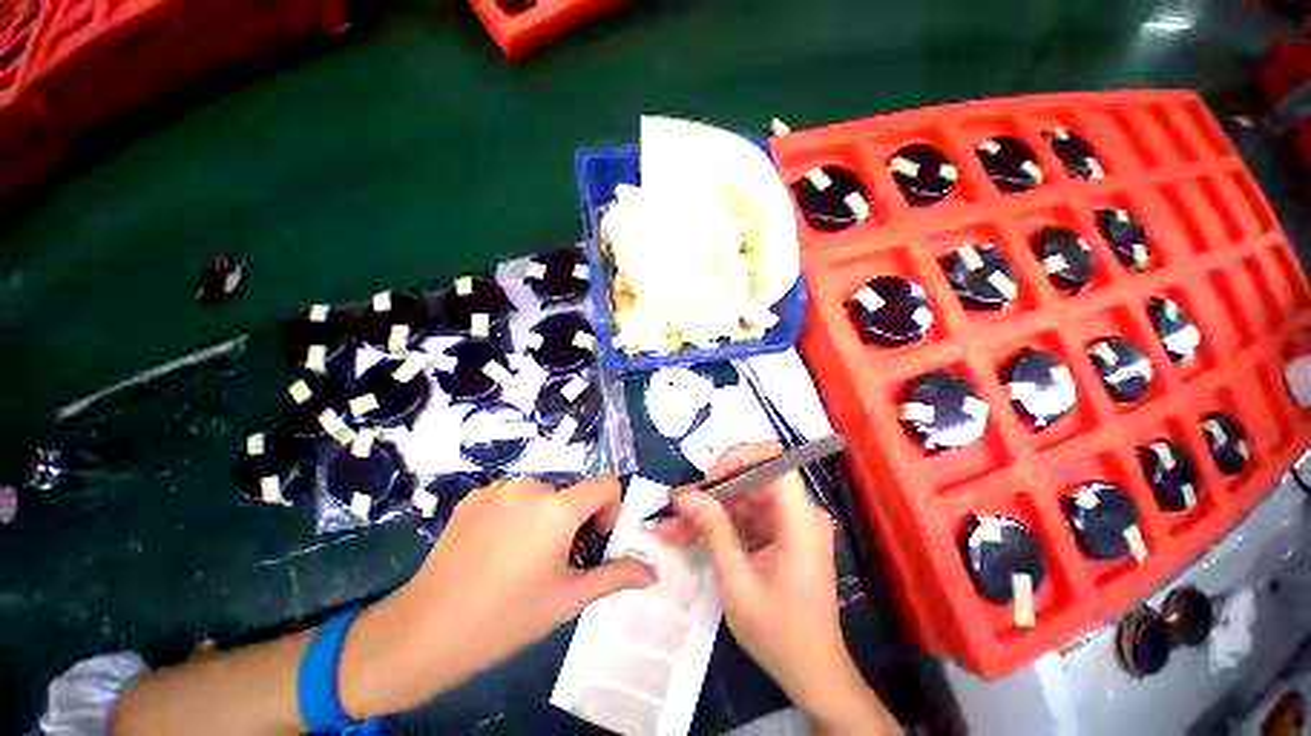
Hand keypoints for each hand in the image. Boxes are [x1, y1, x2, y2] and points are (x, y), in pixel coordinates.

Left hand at [339, 475, 655, 717]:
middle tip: (557, 559)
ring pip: (543, 493)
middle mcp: (531, 485)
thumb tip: (652, 573)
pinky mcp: (474, 495)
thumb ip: (615, 576)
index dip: (610, 508)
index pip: (606, 483)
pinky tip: (496, 549)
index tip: (595, 539)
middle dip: (576, 518)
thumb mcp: (568, 598)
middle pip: (573, 491)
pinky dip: (518, 513)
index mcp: (558, 507)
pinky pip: (513, 495)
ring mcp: (499, 487)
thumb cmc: (507, 617)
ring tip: (524, 556)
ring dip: (546, 515)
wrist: (425, 630)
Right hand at [656, 443, 896, 734]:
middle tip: (678, 508)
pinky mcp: (781, 536)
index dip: (740, 459)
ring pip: (744, 498)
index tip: (708, 479)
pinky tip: (691, 536)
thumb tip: (685, 494)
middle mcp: (800, 514)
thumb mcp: (737, 582)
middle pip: (753, 480)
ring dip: (710, 510)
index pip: (775, 463)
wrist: (812, 675)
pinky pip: (747, 517)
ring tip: (674, 527)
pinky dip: (720, 525)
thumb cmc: (779, 634)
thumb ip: (713, 530)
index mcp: (800, 521)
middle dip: (712, 491)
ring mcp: (791, 524)